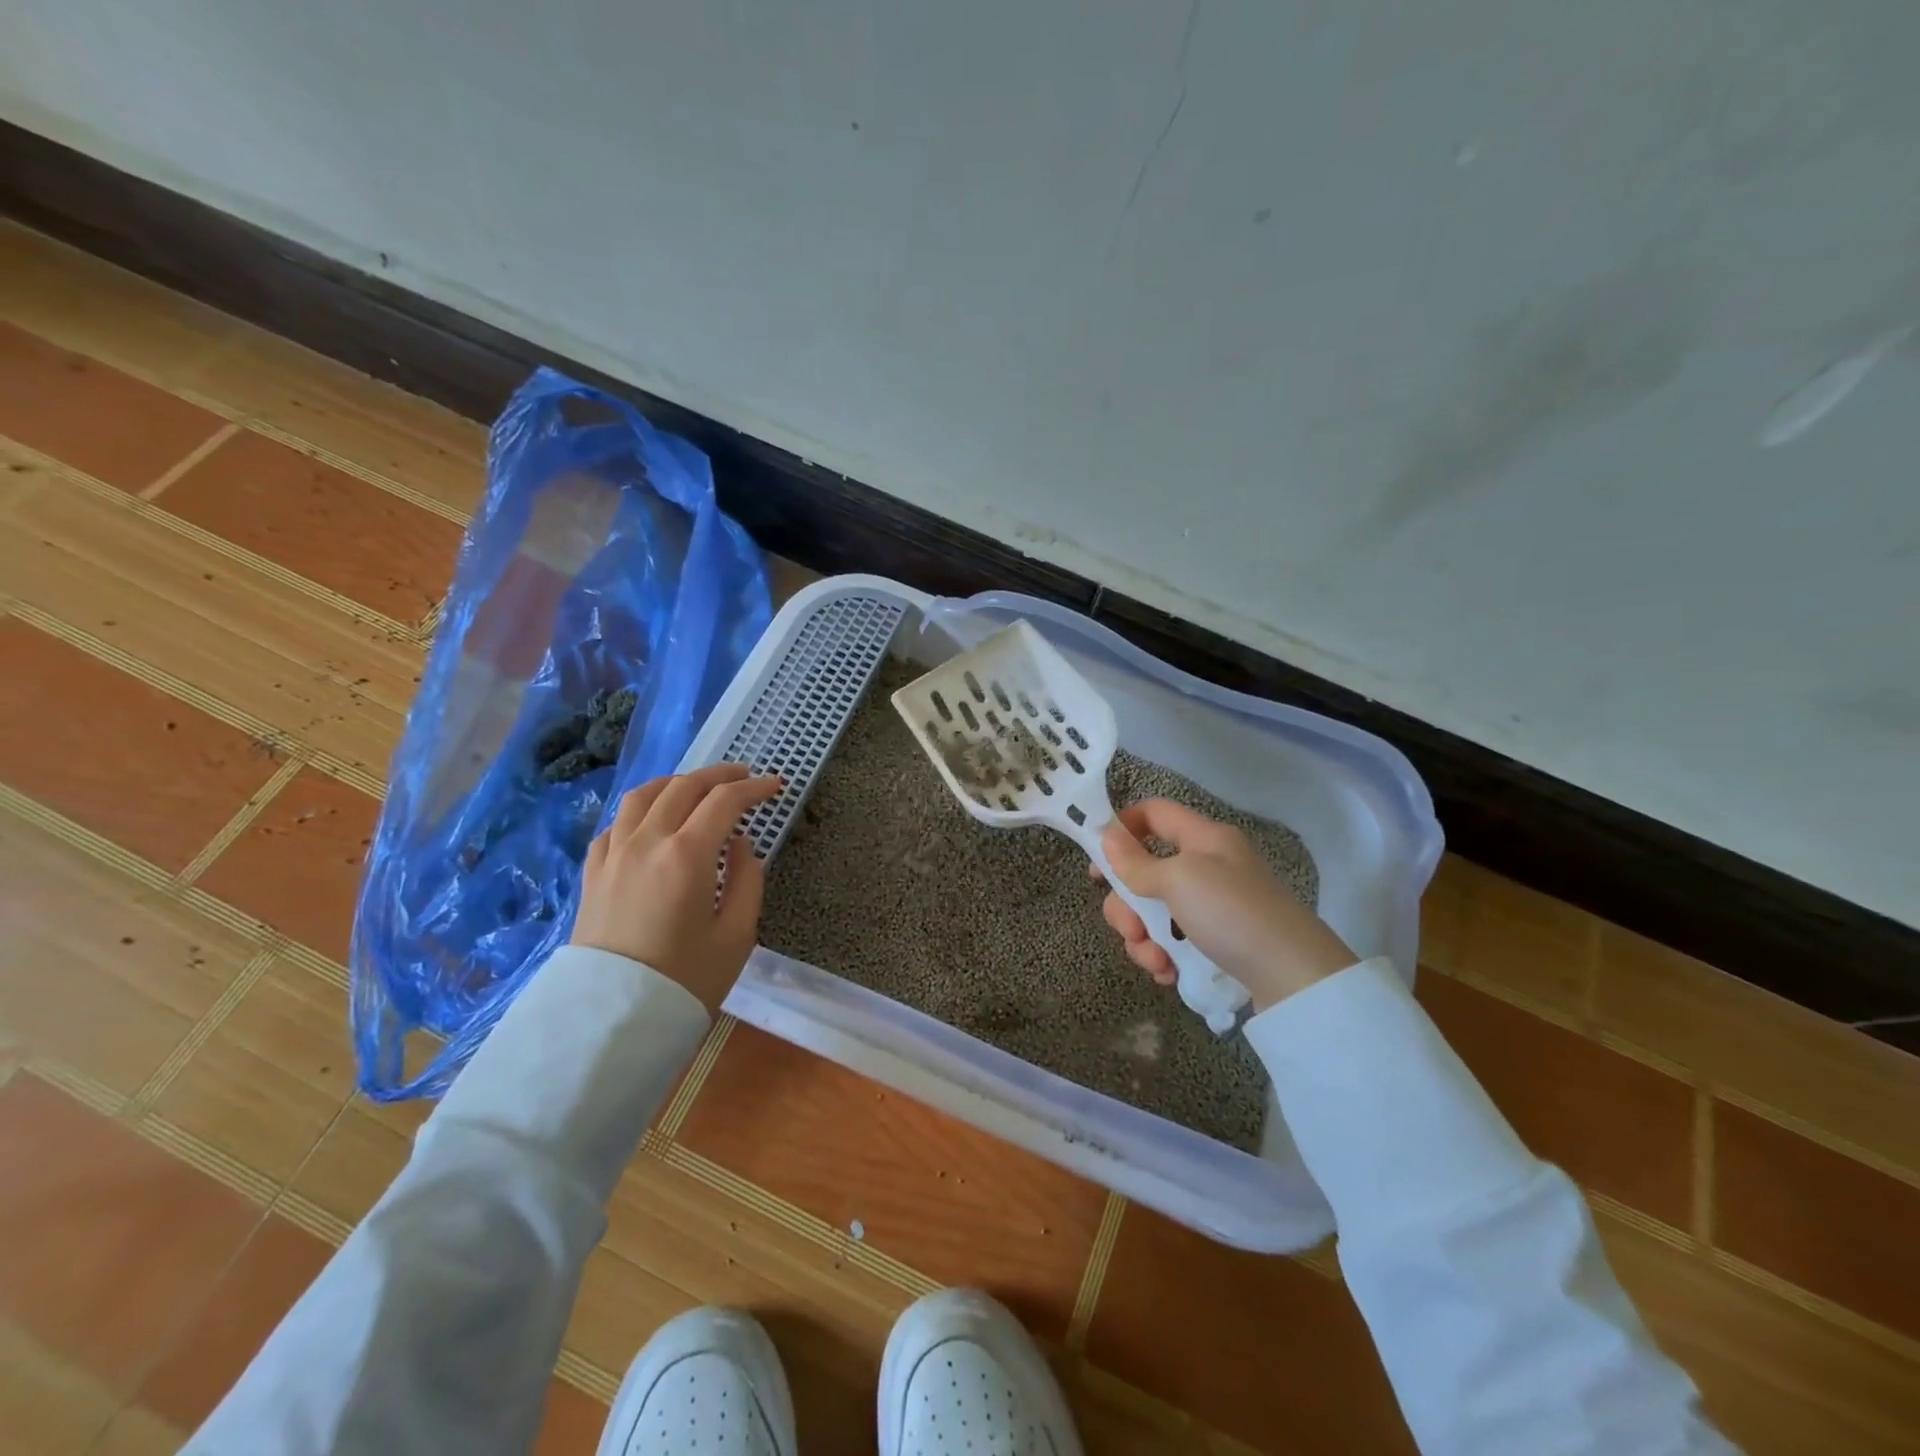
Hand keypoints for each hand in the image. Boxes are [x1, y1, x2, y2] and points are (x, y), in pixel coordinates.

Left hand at [572, 763, 781, 1013]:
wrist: (612, 1021)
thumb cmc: (685, 980)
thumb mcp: (737, 935)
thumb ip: (747, 879)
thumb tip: (740, 845)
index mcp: (687, 855)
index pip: (725, 801)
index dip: (754, 788)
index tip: (775, 786)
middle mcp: (647, 842)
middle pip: (684, 787)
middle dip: (719, 775)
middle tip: (744, 777)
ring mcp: (614, 854)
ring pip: (642, 796)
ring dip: (675, 783)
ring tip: (696, 787)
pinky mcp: (593, 873)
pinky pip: (615, 824)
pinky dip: (640, 811)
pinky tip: (651, 822)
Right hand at [1094, 799, 1357, 1011]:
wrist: (1295, 978)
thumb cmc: (1233, 913)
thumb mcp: (1179, 881)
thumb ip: (1137, 862)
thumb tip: (1107, 836)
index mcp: (1203, 839)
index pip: (1153, 813)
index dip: (1121, 828)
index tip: (1097, 862)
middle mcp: (1207, 867)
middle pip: (1145, 872)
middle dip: (1127, 906)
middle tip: (1131, 930)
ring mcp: (1212, 906)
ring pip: (1154, 913)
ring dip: (1144, 939)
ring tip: (1158, 963)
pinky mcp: (1217, 942)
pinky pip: (1174, 941)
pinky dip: (1165, 957)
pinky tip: (1170, 975)